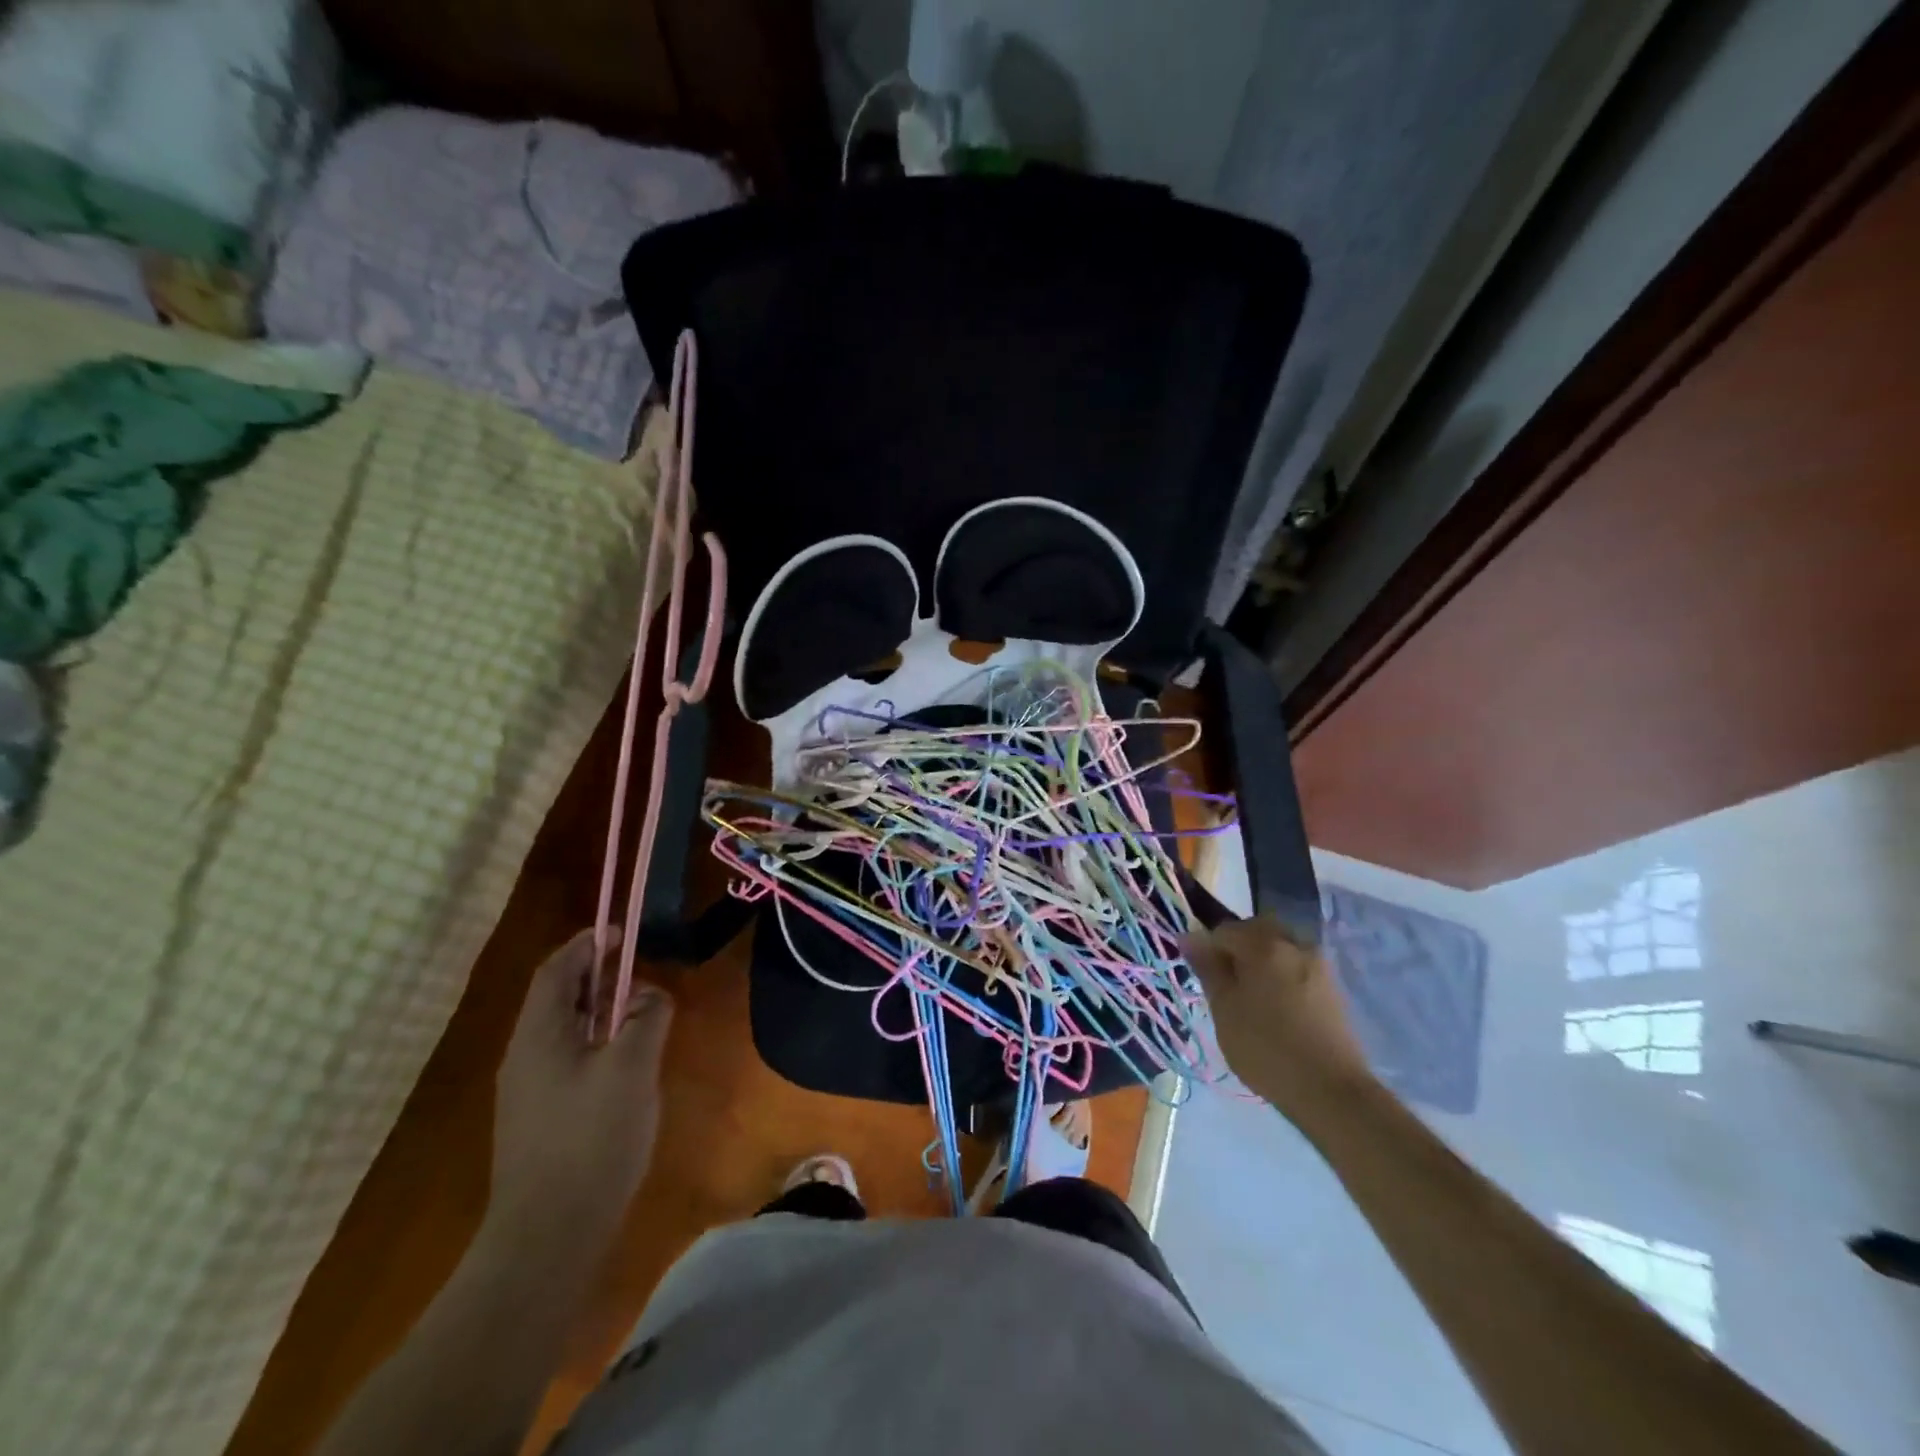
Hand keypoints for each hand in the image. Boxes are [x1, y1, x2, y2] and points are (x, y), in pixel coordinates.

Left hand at [490, 929, 673, 1238]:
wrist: (546, 1239)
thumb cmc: (590, 1141)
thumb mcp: (632, 1069)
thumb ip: (645, 1019)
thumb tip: (649, 995)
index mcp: (538, 1036)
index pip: (557, 970)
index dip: (588, 944)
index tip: (622, 933)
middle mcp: (524, 1056)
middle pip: (558, 998)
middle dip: (597, 976)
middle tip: (639, 971)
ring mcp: (527, 1092)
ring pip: (564, 1031)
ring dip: (599, 1011)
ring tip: (640, 1011)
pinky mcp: (538, 1120)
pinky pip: (567, 1060)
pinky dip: (596, 1042)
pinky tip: (626, 1062)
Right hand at [1183, 915, 1374, 1120]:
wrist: (1331, 1090)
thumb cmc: (1266, 1047)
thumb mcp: (1224, 1009)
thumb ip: (1207, 968)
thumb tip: (1189, 937)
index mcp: (1264, 944)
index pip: (1224, 930)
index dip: (1208, 950)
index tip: (1205, 980)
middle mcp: (1294, 943)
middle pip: (1256, 931)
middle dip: (1237, 949)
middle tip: (1227, 985)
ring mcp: (1318, 964)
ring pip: (1279, 947)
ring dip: (1261, 960)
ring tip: (1252, 997)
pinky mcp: (1333, 986)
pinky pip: (1297, 965)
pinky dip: (1282, 975)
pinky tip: (1278, 1007)